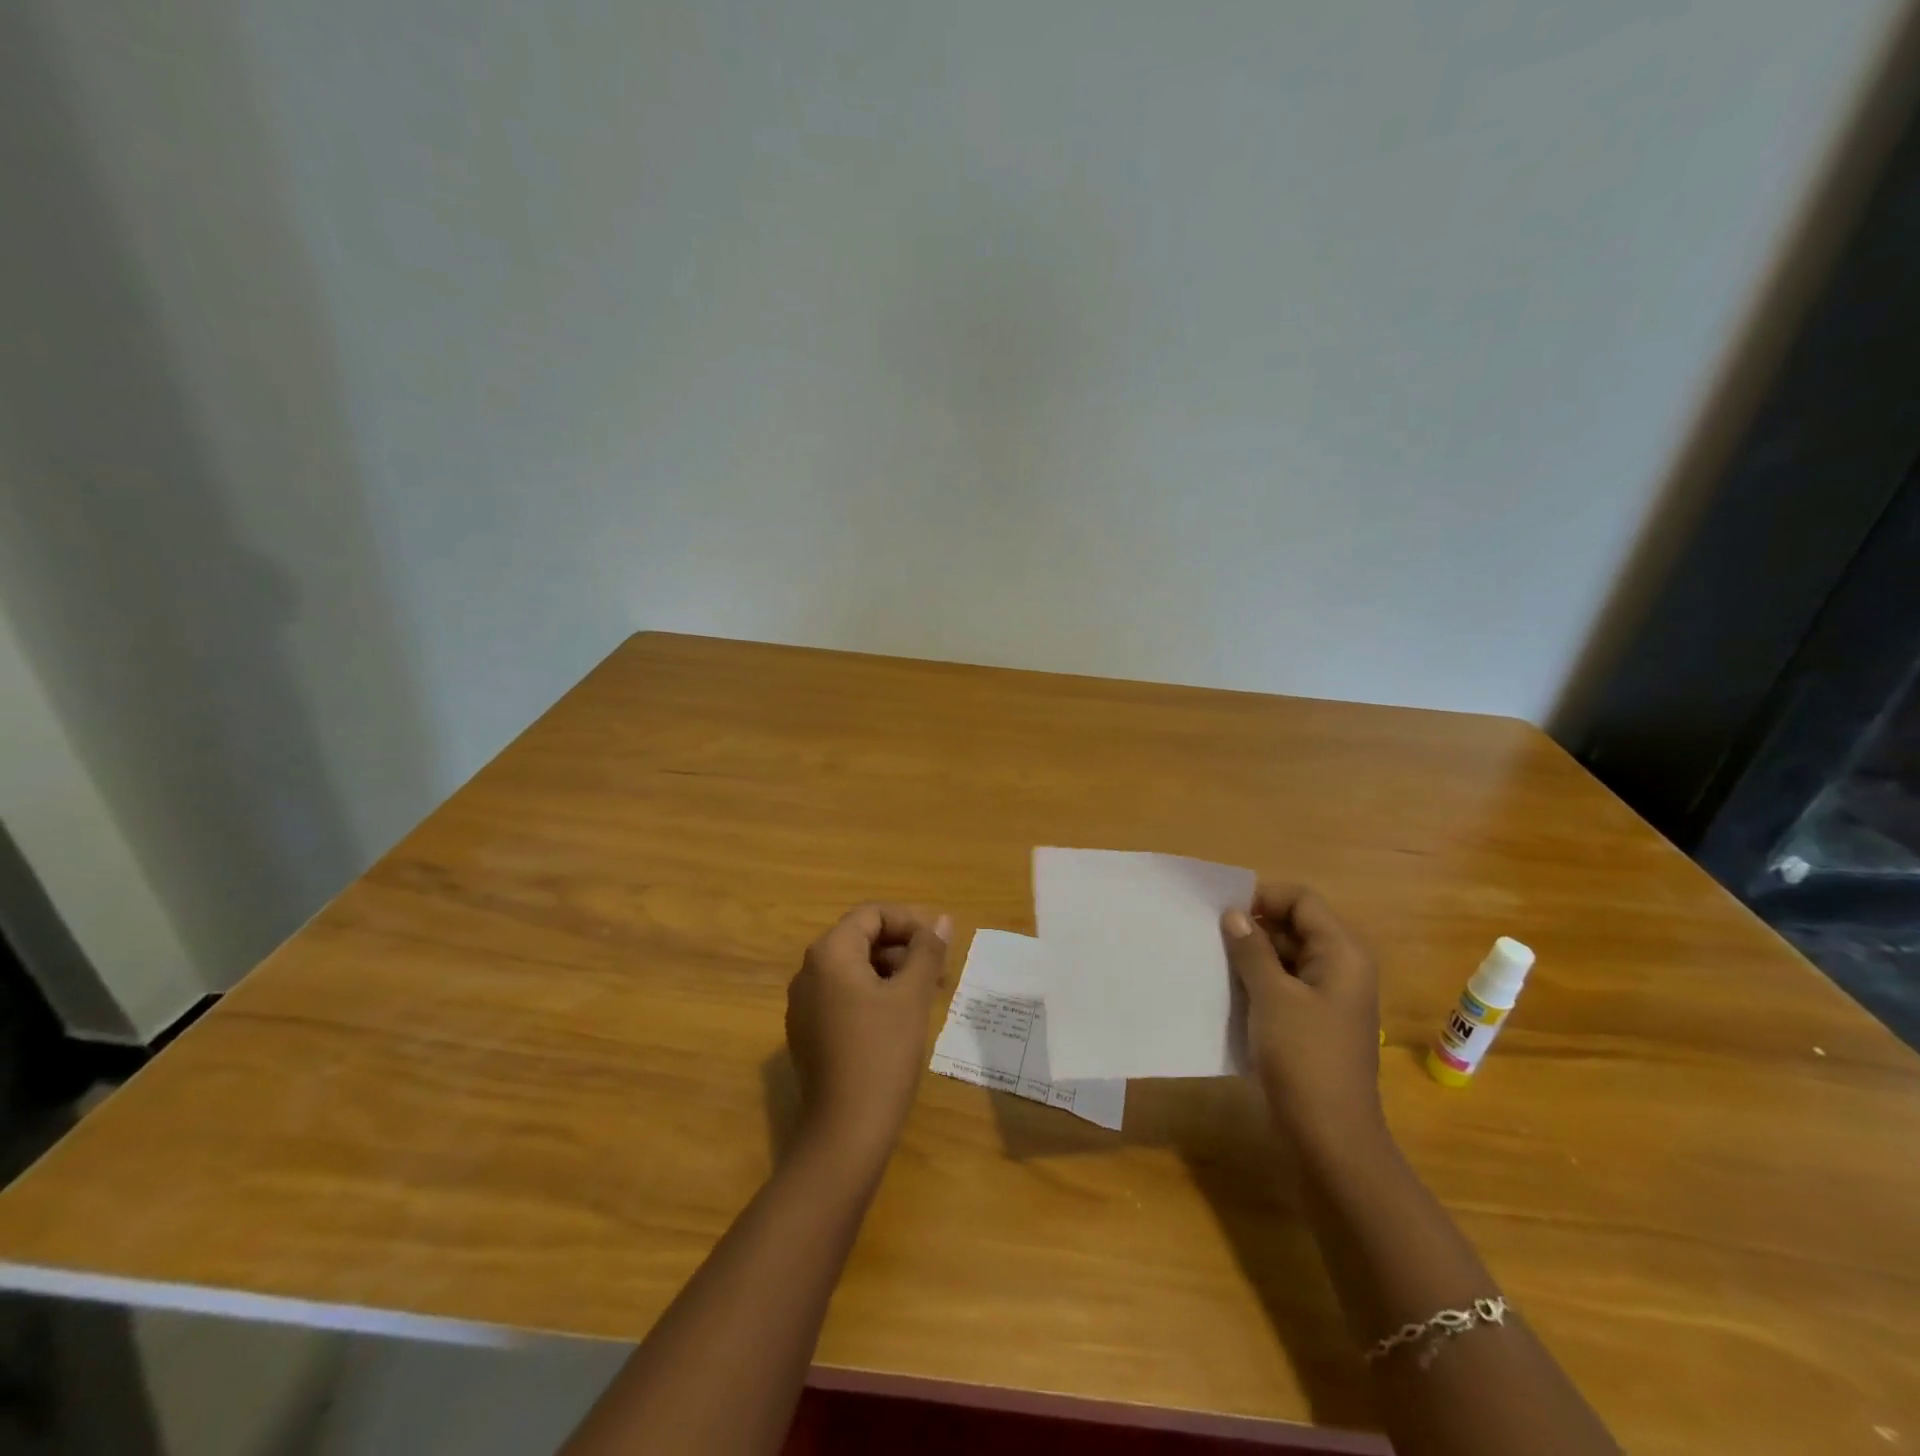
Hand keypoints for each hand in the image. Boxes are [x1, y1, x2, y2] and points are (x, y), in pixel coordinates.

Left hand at [785, 904, 951, 1164]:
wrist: (845, 1132)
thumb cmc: (882, 1053)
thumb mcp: (912, 996)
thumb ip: (927, 951)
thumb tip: (941, 921)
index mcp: (829, 954)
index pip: (871, 915)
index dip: (909, 921)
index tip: (939, 944)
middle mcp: (808, 972)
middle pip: (861, 939)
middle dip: (903, 947)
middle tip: (940, 970)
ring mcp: (804, 1004)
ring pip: (853, 969)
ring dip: (892, 971)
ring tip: (927, 993)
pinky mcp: (809, 1032)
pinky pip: (843, 996)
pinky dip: (873, 994)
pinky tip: (900, 1018)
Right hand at [1223, 885, 1383, 1149]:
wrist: (1330, 1136)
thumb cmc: (1304, 1057)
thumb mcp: (1272, 996)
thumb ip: (1252, 949)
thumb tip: (1234, 914)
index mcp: (1342, 953)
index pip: (1302, 900)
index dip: (1263, 897)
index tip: (1222, 911)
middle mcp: (1341, 968)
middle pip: (1296, 925)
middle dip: (1254, 926)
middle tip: (1210, 936)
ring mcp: (1329, 997)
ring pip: (1287, 956)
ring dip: (1252, 955)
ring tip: (1212, 961)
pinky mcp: (1315, 1022)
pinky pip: (1285, 985)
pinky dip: (1259, 982)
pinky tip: (1228, 990)